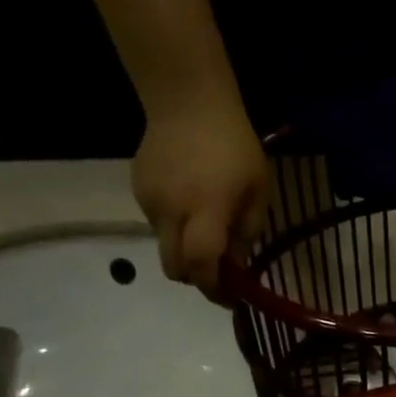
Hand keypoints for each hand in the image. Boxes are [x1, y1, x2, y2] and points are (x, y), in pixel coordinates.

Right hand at [133, 83, 268, 296]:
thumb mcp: (258, 190)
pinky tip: (188, 204)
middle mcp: (172, 212)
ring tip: (205, 228)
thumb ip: (247, 232)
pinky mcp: (137, 189)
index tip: (229, 297)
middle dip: (196, 278)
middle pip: (175, 268)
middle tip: (218, 272)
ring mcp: (149, 201)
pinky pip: (157, 224)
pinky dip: (174, 227)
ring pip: (165, 247)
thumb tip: (237, 265)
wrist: (187, 99)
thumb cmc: (234, 145)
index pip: (201, 266)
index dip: (214, 289)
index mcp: (206, 212)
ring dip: (186, 250)